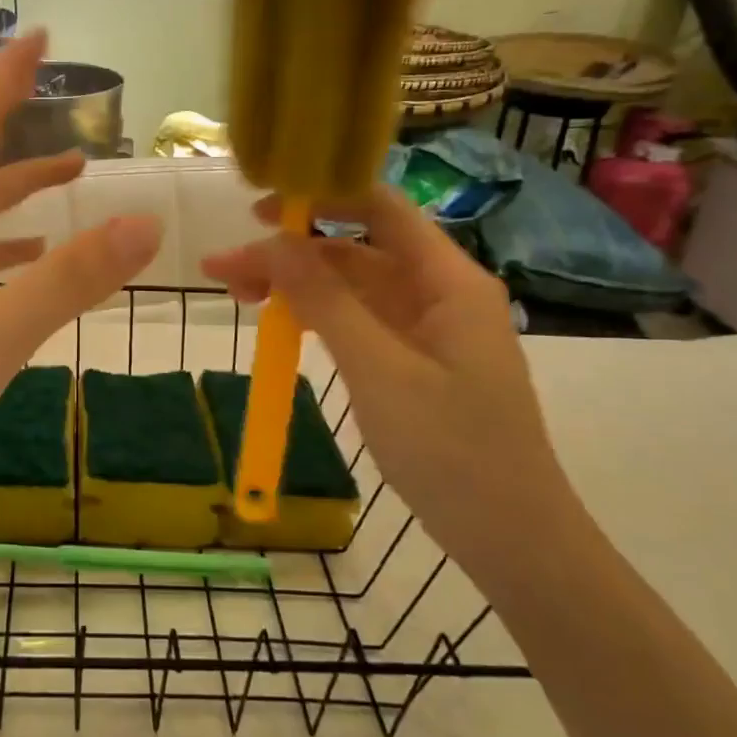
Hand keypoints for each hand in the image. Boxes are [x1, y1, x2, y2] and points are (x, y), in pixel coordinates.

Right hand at [200, 185, 579, 579]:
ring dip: (295, 287)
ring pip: (349, 288)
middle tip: (223, 270)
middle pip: (354, 251)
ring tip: (236, 295)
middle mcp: (437, 293)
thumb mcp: (379, 371)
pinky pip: (356, 322)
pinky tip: (278, 323)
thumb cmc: (453, 452)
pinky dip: (315, 318)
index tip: (259, 208)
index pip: (382, 209)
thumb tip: (275, 241)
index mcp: (448, 281)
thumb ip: (326, 301)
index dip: (322, 196)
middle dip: (289, 254)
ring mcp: (424, 329)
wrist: (512, 541)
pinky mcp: (411, 361)